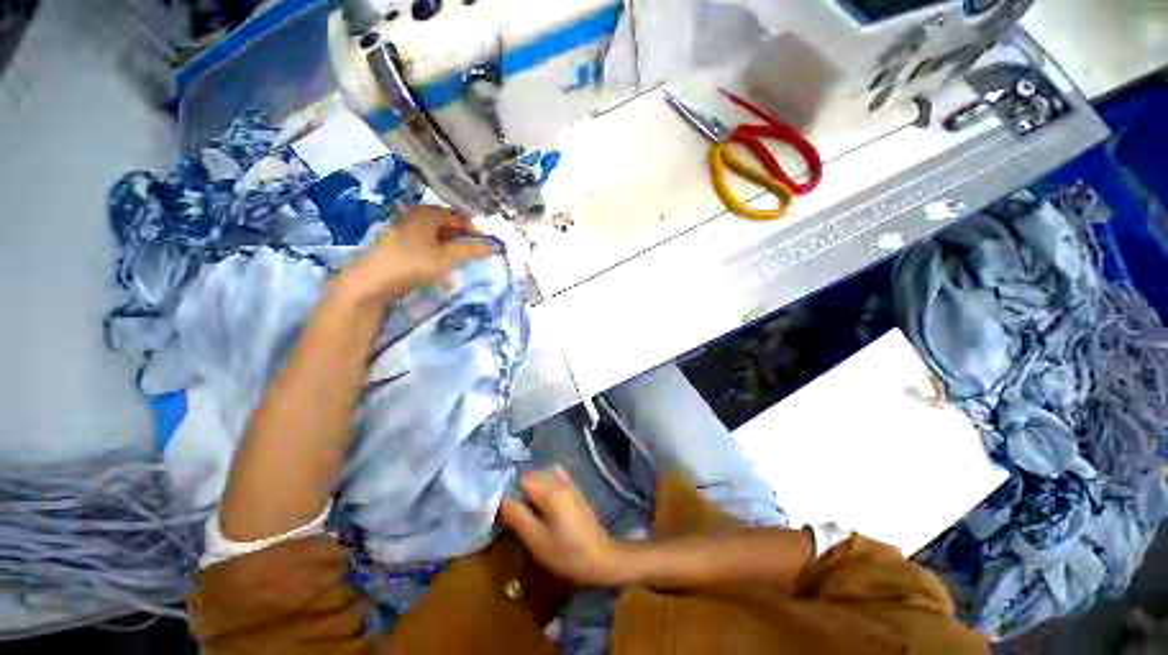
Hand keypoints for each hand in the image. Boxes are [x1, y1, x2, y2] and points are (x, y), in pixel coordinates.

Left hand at [339, 206, 493, 304]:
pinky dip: (441, 254)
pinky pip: (429, 247)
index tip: (488, 242)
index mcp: (427, 214)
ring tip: (465, 261)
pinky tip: (445, 267)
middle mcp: (416, 218)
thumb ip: (470, 250)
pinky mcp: (402, 247)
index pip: (458, 216)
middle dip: (465, 239)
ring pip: (438, 237)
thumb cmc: (413, 263)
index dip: (475, 229)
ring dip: (453, 248)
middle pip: (448, 226)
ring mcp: (407, 232)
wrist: (373, 282)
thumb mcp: (447, 257)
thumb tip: (492, 246)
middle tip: (479, 252)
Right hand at [500, 466, 627, 586]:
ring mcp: (570, 483)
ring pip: (544, 472)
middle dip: (520, 488)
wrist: (601, 557)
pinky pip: (554, 477)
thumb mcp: (536, 540)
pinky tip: (542, 504)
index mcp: (551, 490)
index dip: (510, 491)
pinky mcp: (575, 489)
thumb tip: (500, 500)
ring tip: (527, 506)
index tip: (504, 508)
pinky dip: (544, 484)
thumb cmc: (567, 553)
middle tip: (514, 510)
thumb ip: (517, 517)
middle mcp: (560, 480)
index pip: (522, 478)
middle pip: (533, 473)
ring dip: (533, 485)